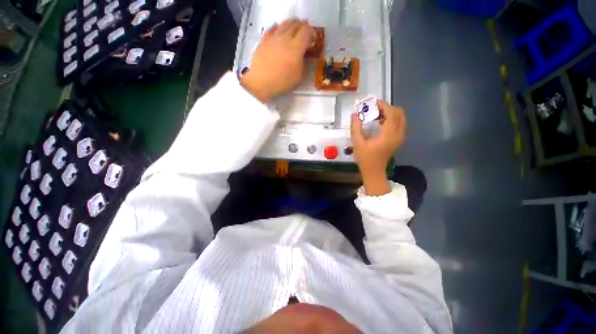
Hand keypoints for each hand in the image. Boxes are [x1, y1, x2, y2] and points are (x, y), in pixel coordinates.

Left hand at [241, 19, 313, 101]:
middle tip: (305, 30)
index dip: (311, 32)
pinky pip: (272, 28)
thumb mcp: (299, 77)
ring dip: (291, 23)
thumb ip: (303, 63)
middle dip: (302, 25)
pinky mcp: (264, 40)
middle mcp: (285, 38)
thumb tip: (303, 55)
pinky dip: (277, 27)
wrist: (262, 82)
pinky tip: (278, 29)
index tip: (312, 38)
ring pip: (284, 24)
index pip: (306, 31)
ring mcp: (273, 38)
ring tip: (293, 27)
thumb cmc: (282, 82)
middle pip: (296, 24)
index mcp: (296, 48)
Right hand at [350, 100, 405, 194]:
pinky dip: (391, 119)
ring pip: (400, 117)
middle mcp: (398, 133)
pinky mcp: (399, 139)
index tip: (373, 103)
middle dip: (387, 107)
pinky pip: (399, 123)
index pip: (391, 113)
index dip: (383, 105)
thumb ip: (356, 128)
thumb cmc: (365, 158)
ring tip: (376, 114)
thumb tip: (354, 115)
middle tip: (374, 108)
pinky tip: (379, 122)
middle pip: (399, 113)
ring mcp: (400, 137)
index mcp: (389, 134)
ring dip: (389, 113)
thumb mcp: (357, 143)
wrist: (374, 171)